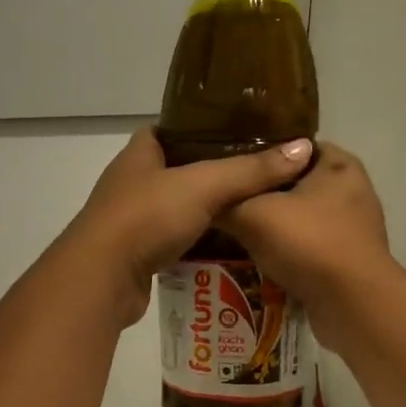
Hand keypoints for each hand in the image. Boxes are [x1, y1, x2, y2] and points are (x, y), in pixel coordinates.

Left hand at [62, 129, 313, 325]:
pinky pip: (171, 244)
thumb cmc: (146, 217)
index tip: (236, 134)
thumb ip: (251, 170)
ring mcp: (129, 222)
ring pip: (174, 210)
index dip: (199, 129)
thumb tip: (303, 148)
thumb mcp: (204, 186)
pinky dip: (194, 246)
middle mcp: (130, 184)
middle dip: (210, 175)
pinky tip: (225, 250)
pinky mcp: (134, 256)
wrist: (102, 277)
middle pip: (175, 172)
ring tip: (249, 214)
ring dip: (204, 214)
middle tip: (255, 178)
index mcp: (139, 155)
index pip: (168, 131)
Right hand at [220, 142, 393, 348]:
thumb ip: (228, 200)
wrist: (352, 304)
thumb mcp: (252, 215)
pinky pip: (311, 247)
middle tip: (228, 203)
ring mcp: (355, 228)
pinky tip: (261, 261)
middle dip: (265, 194)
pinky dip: (289, 253)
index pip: (295, 146)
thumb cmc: (307, 243)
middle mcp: (352, 190)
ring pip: (303, 218)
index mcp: (338, 164)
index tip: (231, 168)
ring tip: (238, 234)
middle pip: (297, 184)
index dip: (262, 154)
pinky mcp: (350, 260)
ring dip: (275, 227)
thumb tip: (206, 198)